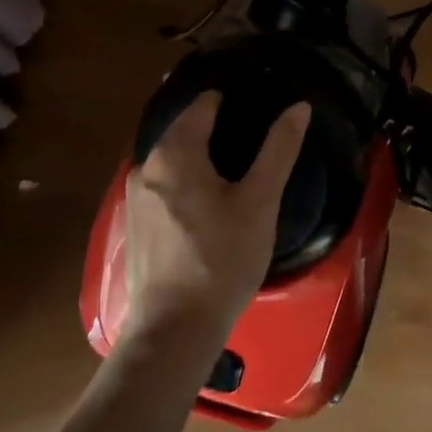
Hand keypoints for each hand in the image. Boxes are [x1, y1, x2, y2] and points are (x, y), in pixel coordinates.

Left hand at [120, 94, 311, 349]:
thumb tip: (299, 107)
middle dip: (213, 126)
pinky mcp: (133, 224)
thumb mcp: (260, 201)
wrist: (175, 330)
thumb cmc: (223, 260)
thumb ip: (279, 149)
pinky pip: (161, 184)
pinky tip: (205, 201)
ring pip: (170, 158)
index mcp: (174, 152)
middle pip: (182, 130)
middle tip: (251, 136)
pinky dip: (183, 180)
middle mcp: (145, 165)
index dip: (230, 101)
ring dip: (197, 155)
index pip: (203, 105)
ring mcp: (134, 196)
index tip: (256, 106)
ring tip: (233, 166)